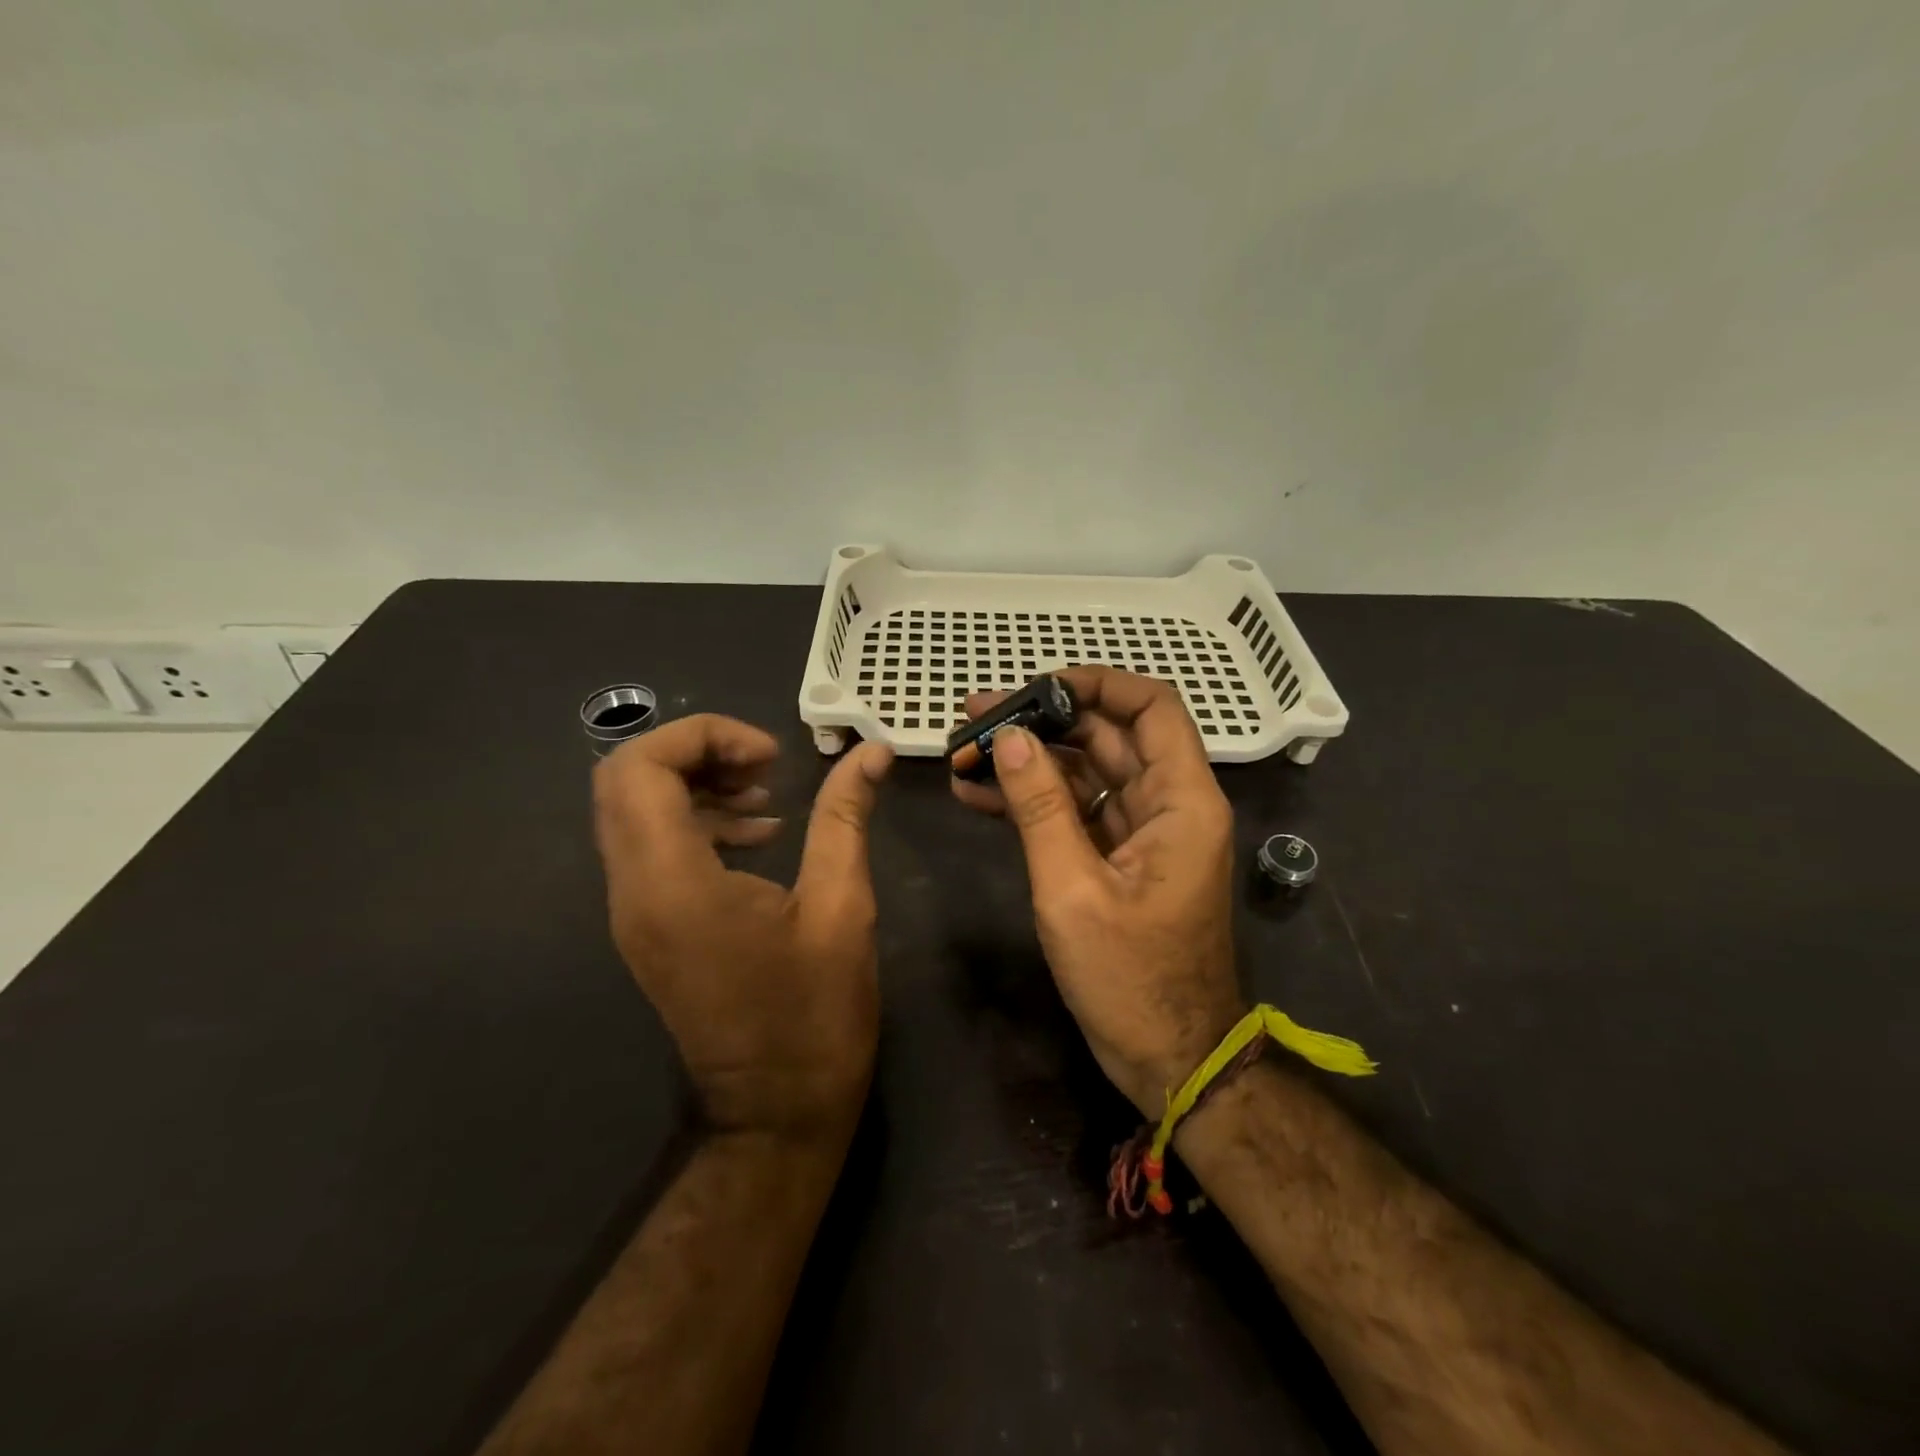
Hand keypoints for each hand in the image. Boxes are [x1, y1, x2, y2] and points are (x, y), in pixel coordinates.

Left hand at [593, 715, 893, 1142]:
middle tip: (765, 765)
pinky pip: (650, 846)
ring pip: (632, 810)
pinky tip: (758, 835)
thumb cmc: (815, 1015)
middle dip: (695, 752)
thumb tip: (872, 751)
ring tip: (766, 796)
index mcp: (673, 884)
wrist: (776, 1113)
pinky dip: (694, 820)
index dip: (703, 736)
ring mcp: (633, 912)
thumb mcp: (843, 907)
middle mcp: (633, 891)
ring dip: (694, 783)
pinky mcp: (648, 926)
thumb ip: (846, 817)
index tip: (771, 756)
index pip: (640, 768)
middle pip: (625, 780)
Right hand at [951, 668, 1244, 1115]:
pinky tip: (977, 794)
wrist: (1168, 1058)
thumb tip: (1012, 736)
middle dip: (1043, 721)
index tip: (1035, 686)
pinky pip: (1076, 811)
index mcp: (1181, 801)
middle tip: (975, 716)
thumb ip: (1041, 808)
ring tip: (964, 751)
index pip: (1151, 707)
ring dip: (1030, 760)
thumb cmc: (1130, 979)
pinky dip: (1033, 801)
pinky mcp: (1117, 858)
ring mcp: (1141, 831)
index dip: (1097, 684)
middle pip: (1108, 735)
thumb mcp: (1073, 890)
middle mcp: (1167, 804)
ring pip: (1085, 771)